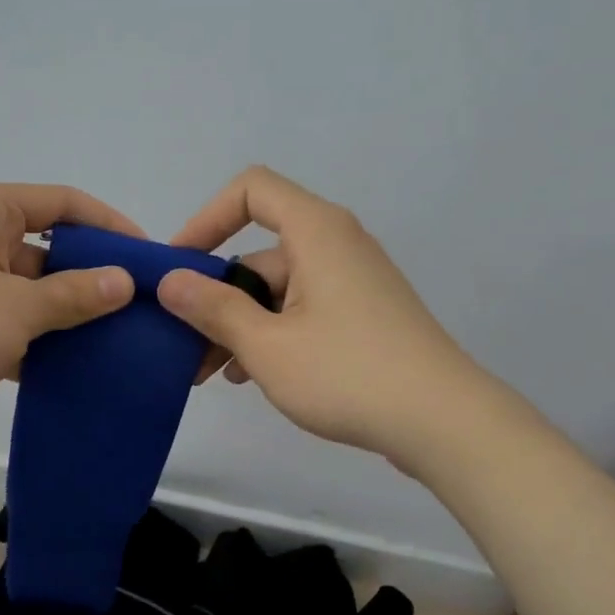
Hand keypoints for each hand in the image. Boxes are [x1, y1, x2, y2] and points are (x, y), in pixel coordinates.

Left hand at [0, 183, 139, 425]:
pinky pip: (3, 322)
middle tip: (135, 308)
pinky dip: (31, 341)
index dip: (109, 225)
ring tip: (112, 342)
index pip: (64, 202)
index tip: (146, 256)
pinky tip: (66, 369)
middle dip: (89, 278)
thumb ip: (75, 294)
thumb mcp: (18, 307)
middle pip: (46, 248)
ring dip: (62, 315)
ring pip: (25, 291)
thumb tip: (124, 281)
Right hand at [158, 166, 473, 464]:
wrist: (444, 423)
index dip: (206, 219)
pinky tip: (251, 377)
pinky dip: (271, 334)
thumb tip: (170, 280)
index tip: (178, 267)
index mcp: (316, 232)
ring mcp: (352, 282)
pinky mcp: (363, 315)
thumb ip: (214, 308)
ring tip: (211, 375)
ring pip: (277, 290)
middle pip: (258, 253)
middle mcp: (336, 245)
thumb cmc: (348, 373)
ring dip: (238, 324)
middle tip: (183, 346)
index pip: (250, 191)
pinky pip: (302, 310)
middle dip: (215, 297)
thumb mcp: (267, 345)